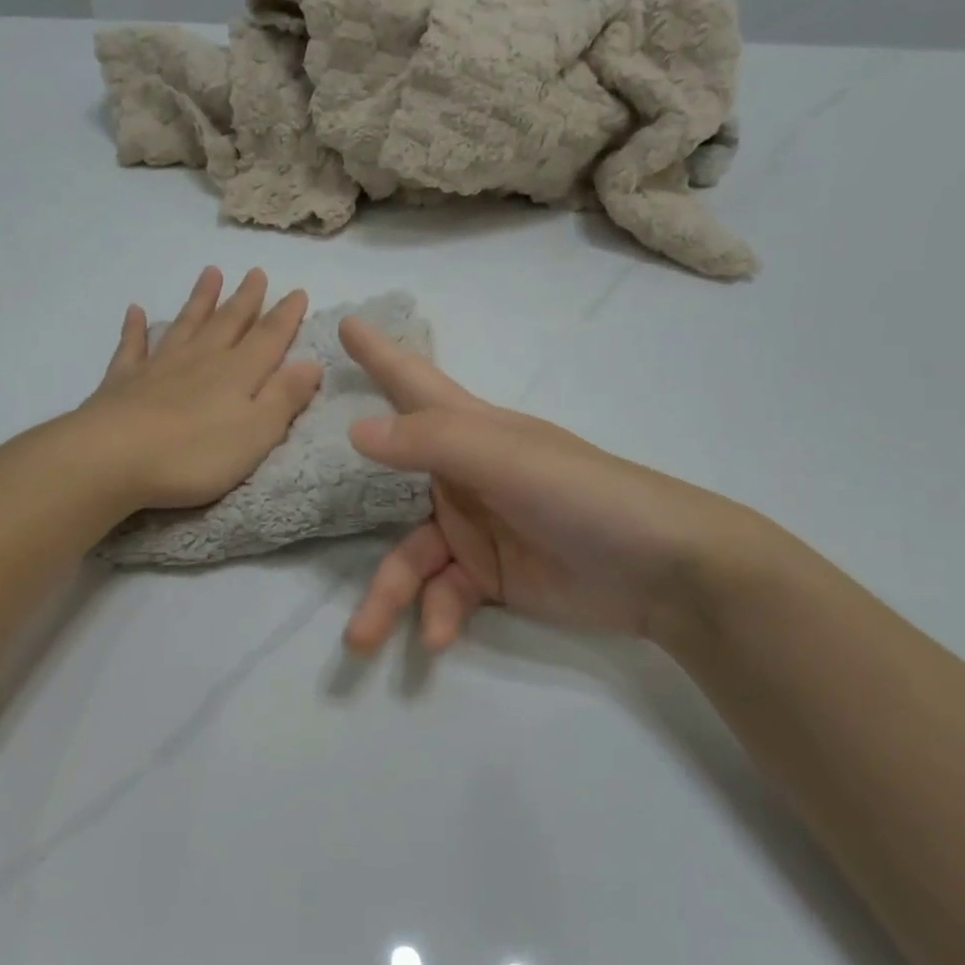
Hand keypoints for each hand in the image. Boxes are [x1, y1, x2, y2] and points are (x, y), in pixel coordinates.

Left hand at [79, 266, 323, 510]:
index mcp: (237, 374)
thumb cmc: (194, 455)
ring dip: (199, 300)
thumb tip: (312, 363)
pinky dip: (135, 328)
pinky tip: (135, 311)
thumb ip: (284, 398)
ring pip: (185, 325)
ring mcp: (159, 367)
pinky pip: (132, 347)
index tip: (297, 292)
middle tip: (256, 273)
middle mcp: (201, 360)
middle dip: (245, 299)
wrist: (114, 458)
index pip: (268, 338)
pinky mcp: (123, 381)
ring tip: (210, 273)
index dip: (285, 316)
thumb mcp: (256, 434)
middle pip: (228, 323)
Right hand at [340, 319, 773, 652]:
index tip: (346, 325)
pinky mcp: (490, 578)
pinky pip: (445, 595)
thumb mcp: (508, 461)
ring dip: (390, 597)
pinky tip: (438, 638)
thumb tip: (356, 430)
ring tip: (362, 639)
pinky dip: (437, 616)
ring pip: (410, 559)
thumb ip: (433, 443)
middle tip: (299, 502)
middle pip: (389, 487)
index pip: (415, 383)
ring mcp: (476, 530)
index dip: (381, 354)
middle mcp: (465, 476)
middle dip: (354, 508)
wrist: (665, 573)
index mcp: (471, 432)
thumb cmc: (587, 496)